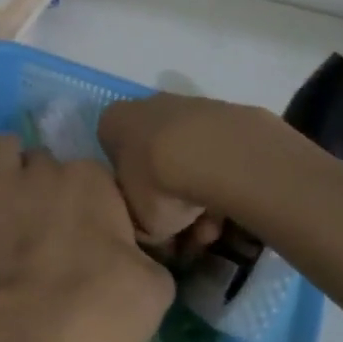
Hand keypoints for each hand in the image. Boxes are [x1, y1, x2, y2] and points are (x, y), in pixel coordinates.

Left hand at [0, 134, 172, 341]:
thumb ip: (143, 256)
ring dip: (3, 163)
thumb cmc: (110, 305)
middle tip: (43, 223)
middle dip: (44, 184)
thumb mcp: (156, 283)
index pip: (92, 176)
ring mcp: (7, 183)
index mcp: (97, 180)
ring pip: (0, 146)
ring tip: (5, 195)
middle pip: (44, 161)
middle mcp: (50, 169)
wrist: (49, 328)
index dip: (89, 203)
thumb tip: (137, 261)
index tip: (88, 236)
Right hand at [97, 93, 269, 245]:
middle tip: (183, 232)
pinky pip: (215, 157)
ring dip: (197, 199)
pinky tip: (230, 212)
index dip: (129, 194)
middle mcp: (145, 107)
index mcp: (112, 124)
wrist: (213, 154)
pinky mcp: (225, 114)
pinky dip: (220, 183)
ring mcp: (187, 106)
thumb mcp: (137, 222)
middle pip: (153, 160)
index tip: (145, 218)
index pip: (113, 159)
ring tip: (211, 230)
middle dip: (168, 198)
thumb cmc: (156, 185)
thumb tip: (153, 235)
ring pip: (187, 160)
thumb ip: (139, 227)